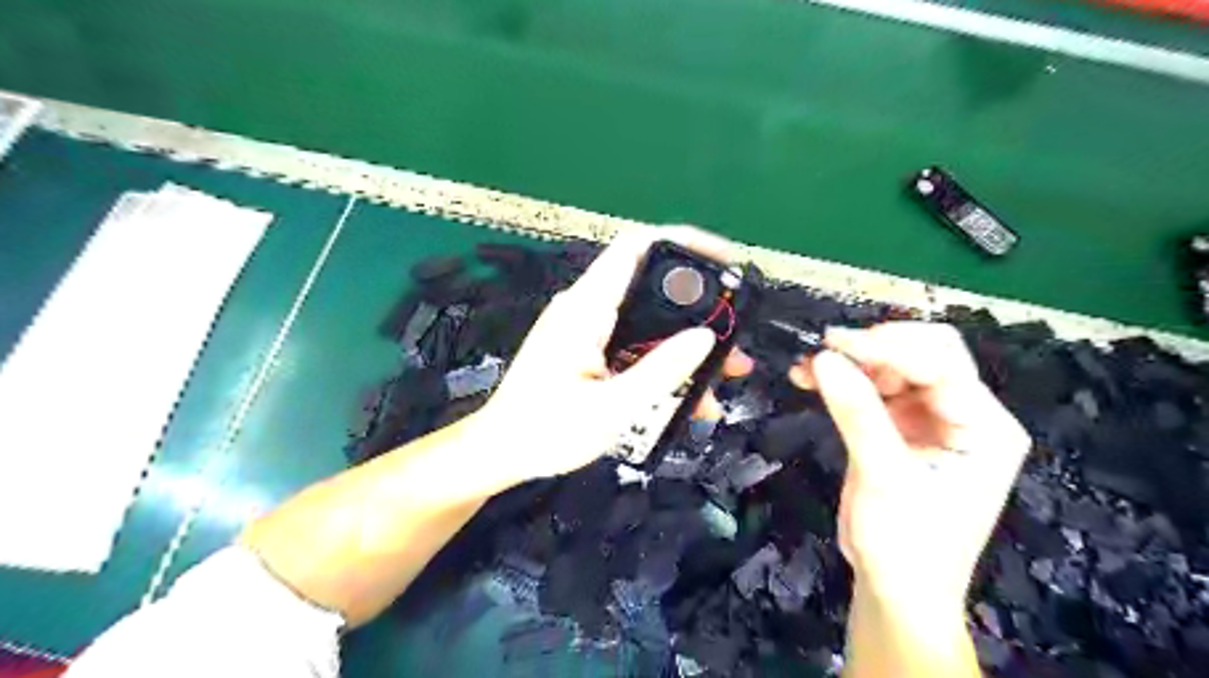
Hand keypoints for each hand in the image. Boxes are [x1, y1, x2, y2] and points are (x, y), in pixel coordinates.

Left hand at [478, 227, 751, 486]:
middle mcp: (588, 308)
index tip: (725, 261)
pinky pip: (637, 345)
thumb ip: (661, 371)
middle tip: (734, 334)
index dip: (683, 241)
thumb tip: (705, 337)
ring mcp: (590, 330)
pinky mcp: (592, 351)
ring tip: (726, 372)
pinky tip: (691, 395)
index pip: (636, 247)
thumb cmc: (546, 431)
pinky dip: (665, 362)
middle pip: (652, 286)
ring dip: (687, 343)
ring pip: (650, 321)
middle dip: (699, 307)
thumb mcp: (612, 407)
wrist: (501, 453)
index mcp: (586, 308)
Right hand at [795, 324, 1027, 608]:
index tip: (833, 344)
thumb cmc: (907, 544)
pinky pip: (871, 390)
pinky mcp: (899, 428)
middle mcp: (963, 414)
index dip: (888, 346)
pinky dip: (841, 383)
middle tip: (824, 353)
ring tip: (806, 370)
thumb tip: (823, 358)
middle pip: (921, 356)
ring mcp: (930, 420)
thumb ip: (857, 413)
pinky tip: (809, 381)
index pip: (941, 363)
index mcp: (985, 426)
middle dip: (871, 350)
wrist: (896, 591)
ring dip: (849, 364)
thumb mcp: (884, 477)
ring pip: (891, 369)